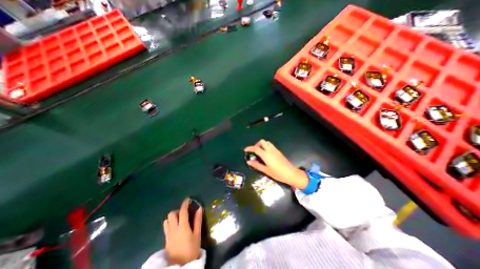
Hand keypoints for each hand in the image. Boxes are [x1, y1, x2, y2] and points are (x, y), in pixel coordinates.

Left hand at [165, 198, 201, 265]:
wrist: (181, 266)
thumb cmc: (192, 249)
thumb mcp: (197, 235)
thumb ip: (198, 220)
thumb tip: (199, 208)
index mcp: (183, 227)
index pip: (182, 211)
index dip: (185, 204)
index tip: (188, 199)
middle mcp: (173, 229)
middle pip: (171, 214)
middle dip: (177, 210)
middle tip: (184, 212)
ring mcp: (168, 235)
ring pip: (166, 220)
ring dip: (172, 217)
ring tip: (179, 219)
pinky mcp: (166, 240)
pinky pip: (166, 227)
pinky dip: (170, 223)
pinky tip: (176, 227)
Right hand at [244, 139, 307, 188]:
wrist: (290, 173)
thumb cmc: (277, 173)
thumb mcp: (265, 170)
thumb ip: (256, 165)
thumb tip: (249, 161)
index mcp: (266, 155)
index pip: (256, 148)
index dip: (249, 148)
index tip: (245, 150)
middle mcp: (270, 150)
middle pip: (262, 141)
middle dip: (256, 144)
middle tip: (254, 151)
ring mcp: (275, 150)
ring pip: (267, 142)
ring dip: (262, 144)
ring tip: (260, 152)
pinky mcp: (278, 151)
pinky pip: (270, 145)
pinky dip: (266, 146)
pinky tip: (266, 154)